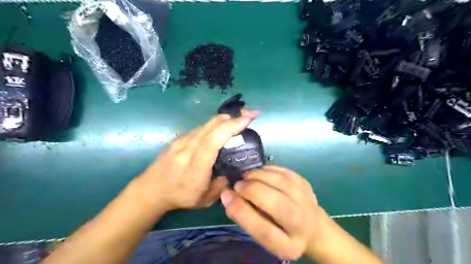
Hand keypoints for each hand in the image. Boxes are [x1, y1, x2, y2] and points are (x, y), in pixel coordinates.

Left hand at [138, 110, 258, 210]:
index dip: (231, 127)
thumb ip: (222, 185)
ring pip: (207, 124)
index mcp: (195, 167)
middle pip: (212, 126)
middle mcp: (188, 149)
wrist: (151, 189)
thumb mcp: (205, 199)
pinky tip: (224, 126)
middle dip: (234, 117)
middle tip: (250, 114)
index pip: (213, 141)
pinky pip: (201, 127)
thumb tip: (234, 171)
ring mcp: (182, 141)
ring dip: (226, 119)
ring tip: (240, 118)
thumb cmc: (179, 197)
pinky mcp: (180, 138)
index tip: (248, 119)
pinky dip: (216, 124)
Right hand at [220, 166, 327, 260]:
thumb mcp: (262, 235)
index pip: (262, 229)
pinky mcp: (306, 185)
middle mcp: (301, 224)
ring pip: (281, 182)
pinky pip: (285, 172)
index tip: (226, 195)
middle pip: (276, 203)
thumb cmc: (280, 232)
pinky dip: (268, 169)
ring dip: (258, 175)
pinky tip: (259, 172)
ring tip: (246, 176)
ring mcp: (307, 201)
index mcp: (287, 246)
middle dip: (251, 190)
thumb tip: (228, 196)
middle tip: (238, 184)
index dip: (241, 210)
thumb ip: (243, 219)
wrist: (311, 226)